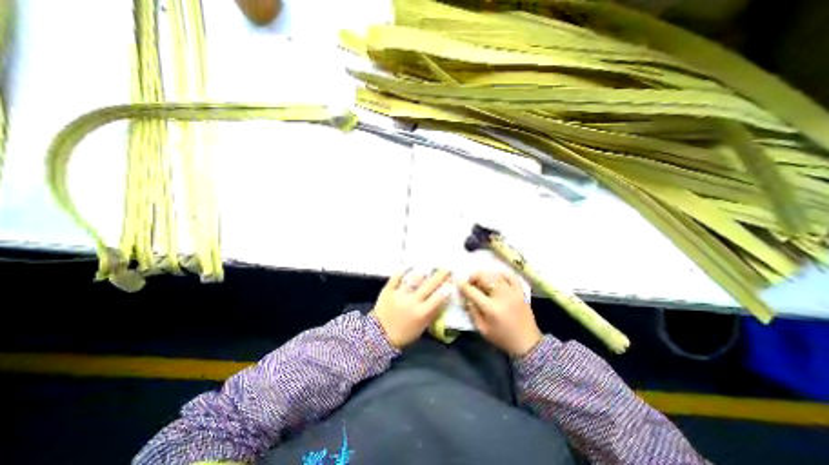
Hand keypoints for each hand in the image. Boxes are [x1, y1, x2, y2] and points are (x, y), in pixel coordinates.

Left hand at [371, 268, 450, 347]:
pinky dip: (403, 270)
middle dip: (440, 275)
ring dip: (423, 273)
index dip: (447, 288)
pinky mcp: (388, 290)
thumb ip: (432, 313)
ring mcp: (400, 294)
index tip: (452, 281)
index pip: (439, 297)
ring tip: (428, 268)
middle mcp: (412, 301)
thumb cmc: (404, 334)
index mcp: (422, 313)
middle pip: (430, 285)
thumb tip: (442, 300)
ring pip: (414, 279)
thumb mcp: (422, 327)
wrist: (378, 336)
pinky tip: (409, 265)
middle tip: (446, 269)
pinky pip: (396, 277)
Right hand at [457, 271, 542, 358]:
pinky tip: (496, 278)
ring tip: (482, 280)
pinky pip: (511, 276)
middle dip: (474, 277)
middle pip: (485, 277)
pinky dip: (502, 274)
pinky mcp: (521, 292)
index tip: (458, 282)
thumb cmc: (502, 338)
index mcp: (491, 308)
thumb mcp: (482, 329)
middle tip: (470, 282)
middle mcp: (502, 296)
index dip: (463, 285)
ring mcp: (513, 292)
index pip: (473, 291)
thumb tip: (465, 297)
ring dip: (486, 275)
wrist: (527, 343)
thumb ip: (472, 311)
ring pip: (496, 274)